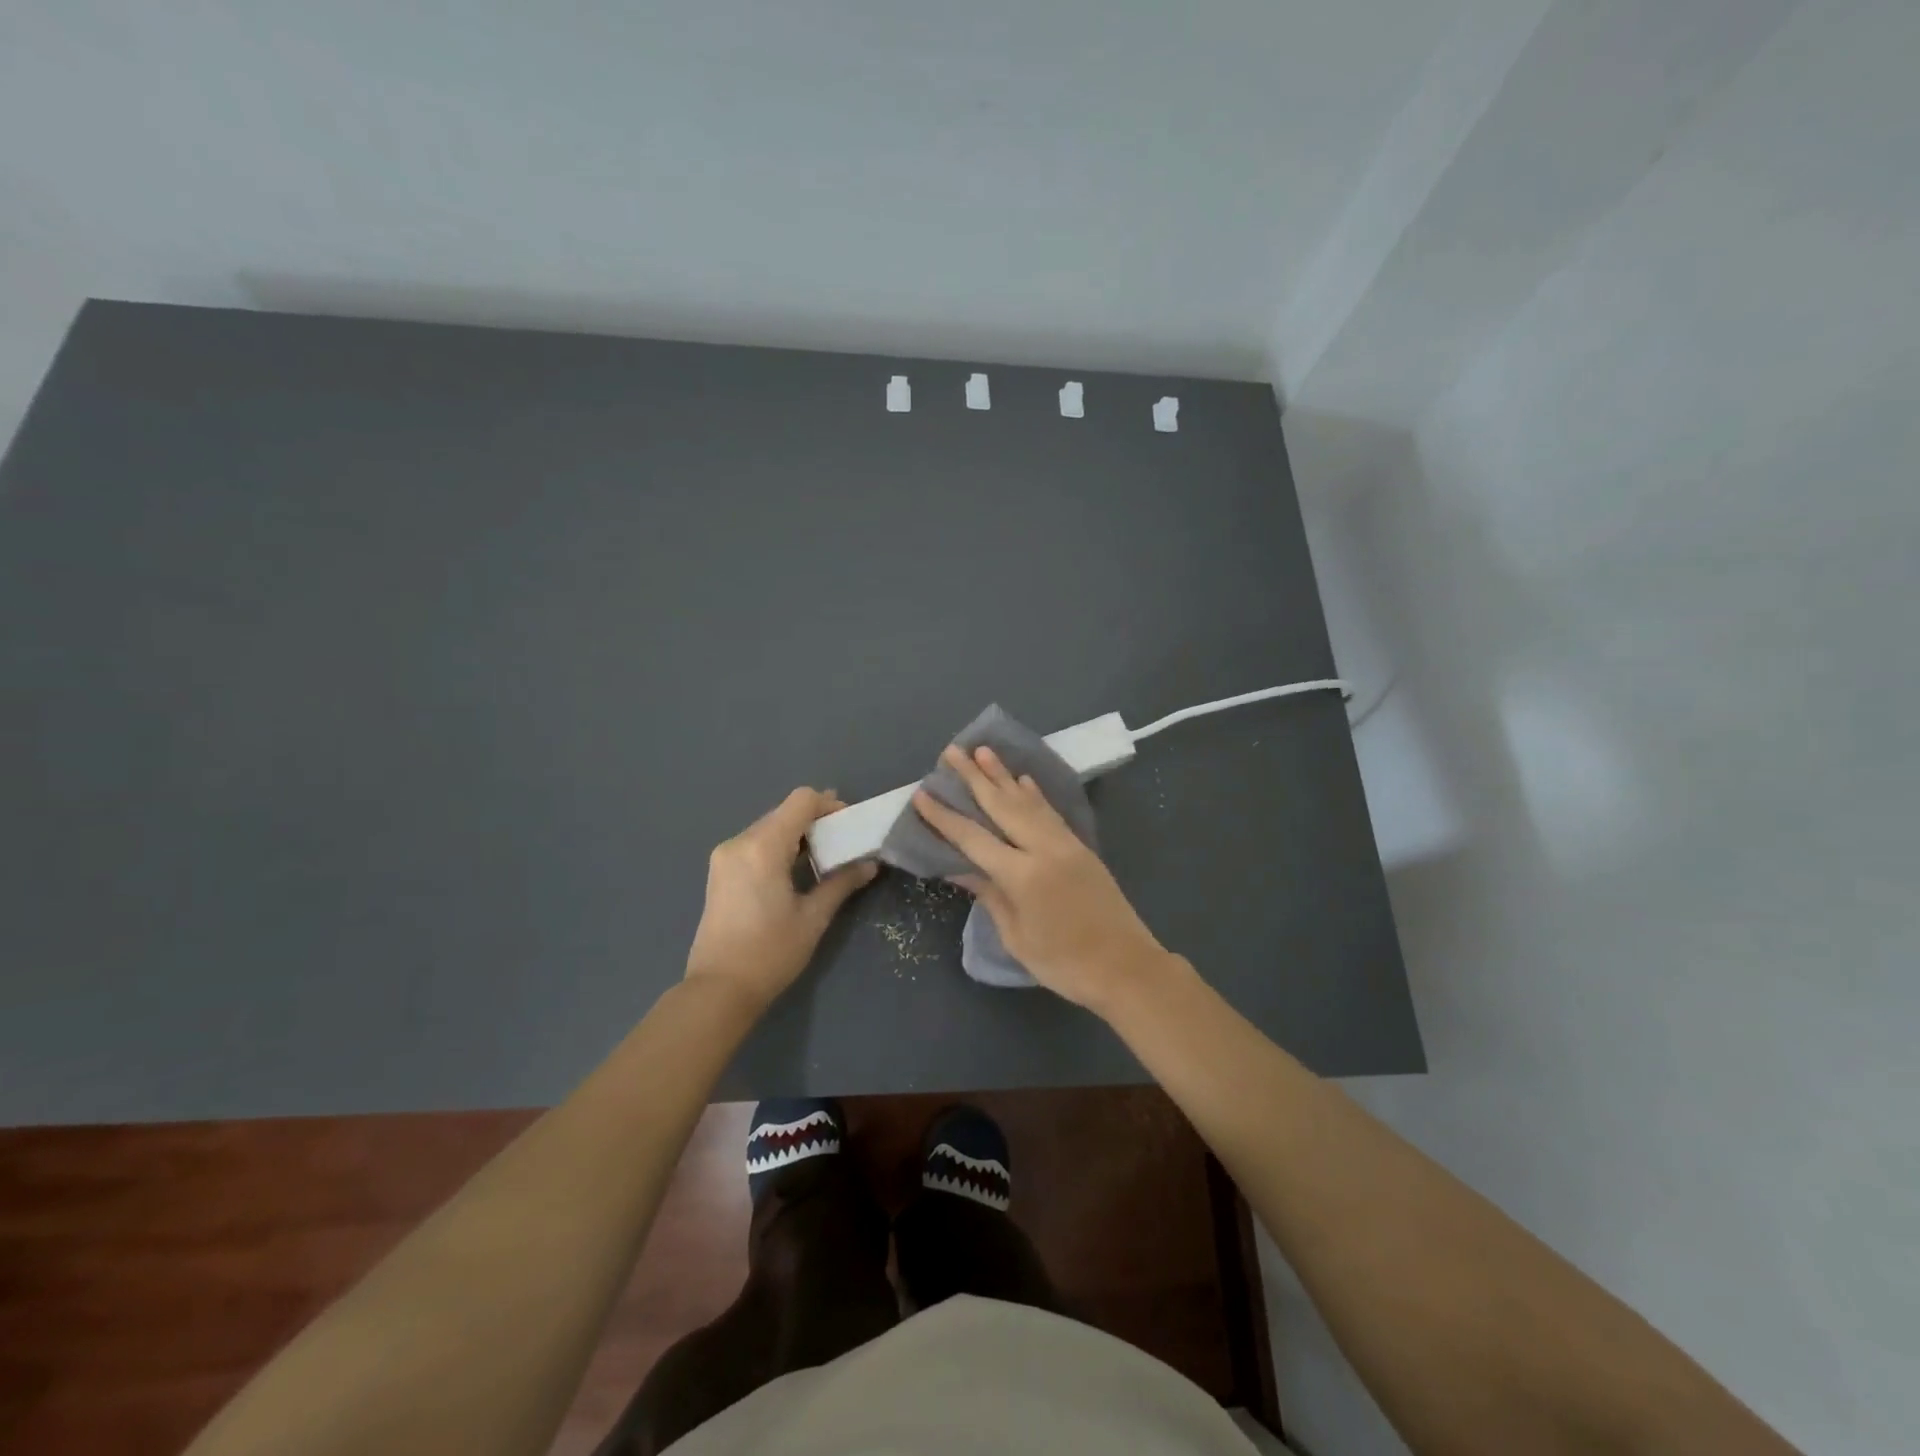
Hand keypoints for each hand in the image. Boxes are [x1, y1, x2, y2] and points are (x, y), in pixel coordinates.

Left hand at [685, 788, 877, 1008]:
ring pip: (769, 827)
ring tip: (823, 857)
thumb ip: (842, 883)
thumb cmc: (770, 953)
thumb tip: (870, 864)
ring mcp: (725, 856)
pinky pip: (755, 843)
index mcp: (763, 846)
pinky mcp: (720, 872)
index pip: (801, 801)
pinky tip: (795, 869)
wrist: (718, 990)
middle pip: (784, 812)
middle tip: (843, 841)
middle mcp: (740, 842)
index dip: (829, 805)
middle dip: (816, 820)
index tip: (849, 824)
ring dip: (797, 834)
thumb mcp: (813, 918)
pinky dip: (779, 846)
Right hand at [911, 746, 1173, 1013]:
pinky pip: (1051, 813)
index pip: (973, 838)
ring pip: (1028, 801)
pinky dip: (1035, 794)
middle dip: (974, 777)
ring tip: (983, 751)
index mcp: (1022, 875)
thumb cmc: (1064, 963)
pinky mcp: (1081, 848)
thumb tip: (961, 869)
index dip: (945, 817)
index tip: (922, 794)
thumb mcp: (1017, 937)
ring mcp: (1065, 844)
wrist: (1125, 967)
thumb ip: (990, 896)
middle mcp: (1043, 849)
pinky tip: (1023, 780)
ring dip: (1003, 775)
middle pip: (1002, 805)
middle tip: (952, 752)